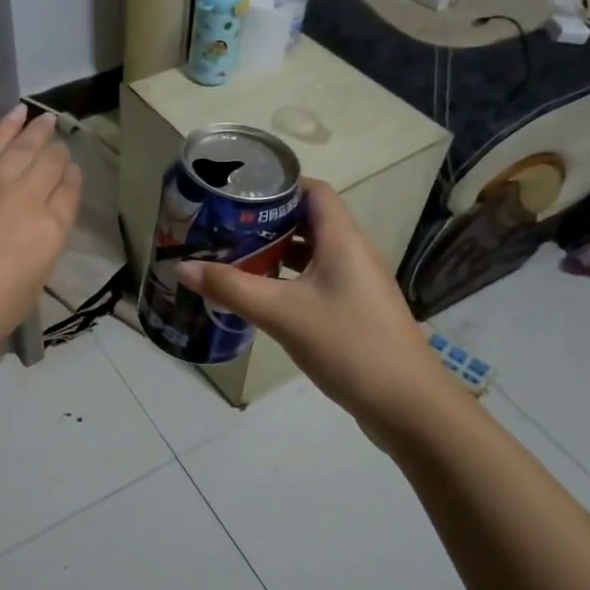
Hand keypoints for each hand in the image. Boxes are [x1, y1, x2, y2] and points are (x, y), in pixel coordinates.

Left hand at [0, 105, 80, 364]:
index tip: (73, 173)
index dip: (73, 180)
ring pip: (20, 149)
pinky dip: (3, 130)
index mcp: (50, 232)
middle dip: (58, 153)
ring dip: (36, 131)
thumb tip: (38, 228)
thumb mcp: (30, 289)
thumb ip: (39, 251)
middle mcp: (25, 201)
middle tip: (60, 145)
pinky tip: (15, 116)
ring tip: (45, 119)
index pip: (69, 193)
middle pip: (49, 164)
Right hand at [176, 179, 449, 427]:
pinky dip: (287, 280)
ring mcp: (355, 284)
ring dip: (275, 253)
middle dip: (266, 220)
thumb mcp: (281, 313)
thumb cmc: (347, 344)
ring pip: (311, 254)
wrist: (408, 405)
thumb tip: (182, 266)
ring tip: (233, 256)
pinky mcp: (354, 311)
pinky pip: (316, 281)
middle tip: (223, 225)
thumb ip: (231, 288)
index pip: (313, 190)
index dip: (278, 184)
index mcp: (341, 239)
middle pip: (308, 221)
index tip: (237, 192)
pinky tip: (260, 296)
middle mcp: (352, 253)